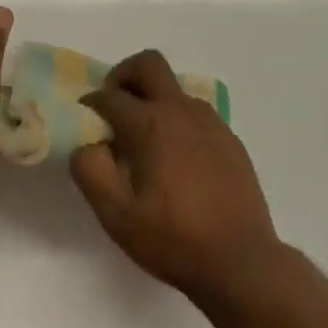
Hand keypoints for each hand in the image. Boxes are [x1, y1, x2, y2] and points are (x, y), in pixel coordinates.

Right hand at [70, 50, 279, 302]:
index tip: (84, 122)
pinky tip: (178, 160)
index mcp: (150, 124)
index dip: (90, 104)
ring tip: (146, 141)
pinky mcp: (229, 138)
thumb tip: (86, 143)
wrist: (242, 263)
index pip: (110, 96)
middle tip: (114, 107)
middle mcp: (180, 110)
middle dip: (124, 75)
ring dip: (153, 99)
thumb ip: (91, 171)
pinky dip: (177, 120)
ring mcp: (210, 121)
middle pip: (148, 64)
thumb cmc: (174, 240)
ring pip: (174, 88)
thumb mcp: (117, 216)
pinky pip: (195, 113)